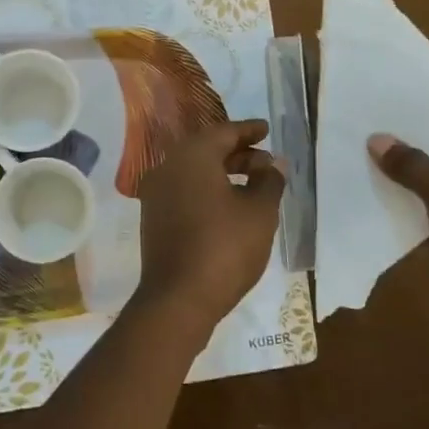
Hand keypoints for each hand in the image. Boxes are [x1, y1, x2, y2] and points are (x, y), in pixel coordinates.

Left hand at [134, 119, 284, 338]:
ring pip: (193, 170)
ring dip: (223, 172)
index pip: (223, 132)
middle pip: (206, 149)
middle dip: (237, 153)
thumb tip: (275, 164)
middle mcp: (168, 167)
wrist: (178, 299)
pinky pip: (184, 190)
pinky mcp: (153, 218)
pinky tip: (228, 205)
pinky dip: (207, 189)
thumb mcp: (259, 212)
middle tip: (265, 161)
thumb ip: (269, 181)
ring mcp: (156, 193)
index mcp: (192, 156)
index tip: (267, 129)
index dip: (248, 131)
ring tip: (253, 184)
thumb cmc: (225, 247)